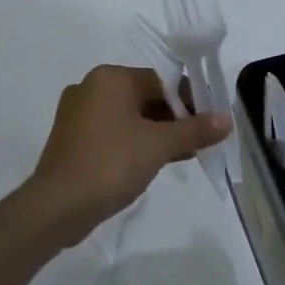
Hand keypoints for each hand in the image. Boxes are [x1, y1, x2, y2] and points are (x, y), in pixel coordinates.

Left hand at [24, 64, 230, 241]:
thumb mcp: (159, 145)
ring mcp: (78, 114)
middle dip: (175, 119)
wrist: (57, 206)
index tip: (210, 122)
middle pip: (146, 97)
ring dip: (158, 133)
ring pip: (130, 117)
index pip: (162, 80)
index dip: (190, 101)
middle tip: (200, 141)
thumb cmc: (111, 164)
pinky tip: (156, 162)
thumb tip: (227, 119)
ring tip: (185, 154)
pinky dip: (136, 143)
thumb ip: (195, 129)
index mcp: (110, 78)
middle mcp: (91, 88)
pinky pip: (114, 133)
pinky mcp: (73, 139)